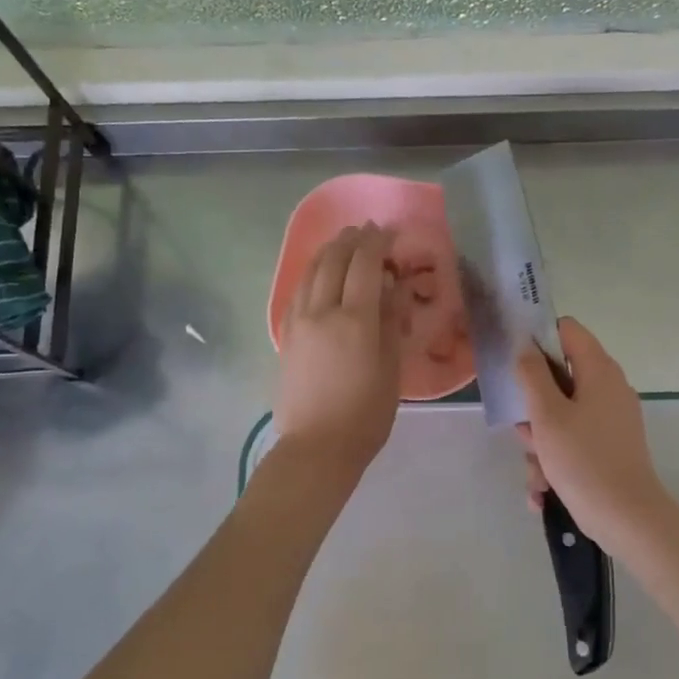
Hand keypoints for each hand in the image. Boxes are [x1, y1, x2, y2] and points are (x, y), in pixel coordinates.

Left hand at [274, 222, 402, 475]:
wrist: (317, 447)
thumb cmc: (366, 414)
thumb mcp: (391, 368)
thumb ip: (391, 322)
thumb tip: (392, 287)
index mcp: (355, 319)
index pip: (365, 264)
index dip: (377, 242)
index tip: (389, 232)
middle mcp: (322, 311)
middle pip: (334, 260)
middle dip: (351, 240)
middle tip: (367, 231)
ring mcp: (298, 322)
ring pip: (310, 271)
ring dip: (329, 251)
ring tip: (343, 243)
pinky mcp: (286, 335)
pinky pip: (298, 291)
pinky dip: (312, 273)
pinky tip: (321, 274)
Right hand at [514, 317, 675, 552]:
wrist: (627, 518)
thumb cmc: (583, 459)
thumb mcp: (547, 415)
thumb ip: (532, 374)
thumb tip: (525, 347)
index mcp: (599, 370)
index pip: (567, 330)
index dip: (538, 339)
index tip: (515, 363)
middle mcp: (609, 388)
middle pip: (559, 378)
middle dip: (534, 408)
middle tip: (525, 433)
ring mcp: (612, 419)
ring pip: (562, 416)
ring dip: (541, 443)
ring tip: (538, 475)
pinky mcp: (610, 446)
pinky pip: (574, 441)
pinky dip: (557, 461)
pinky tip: (544, 490)